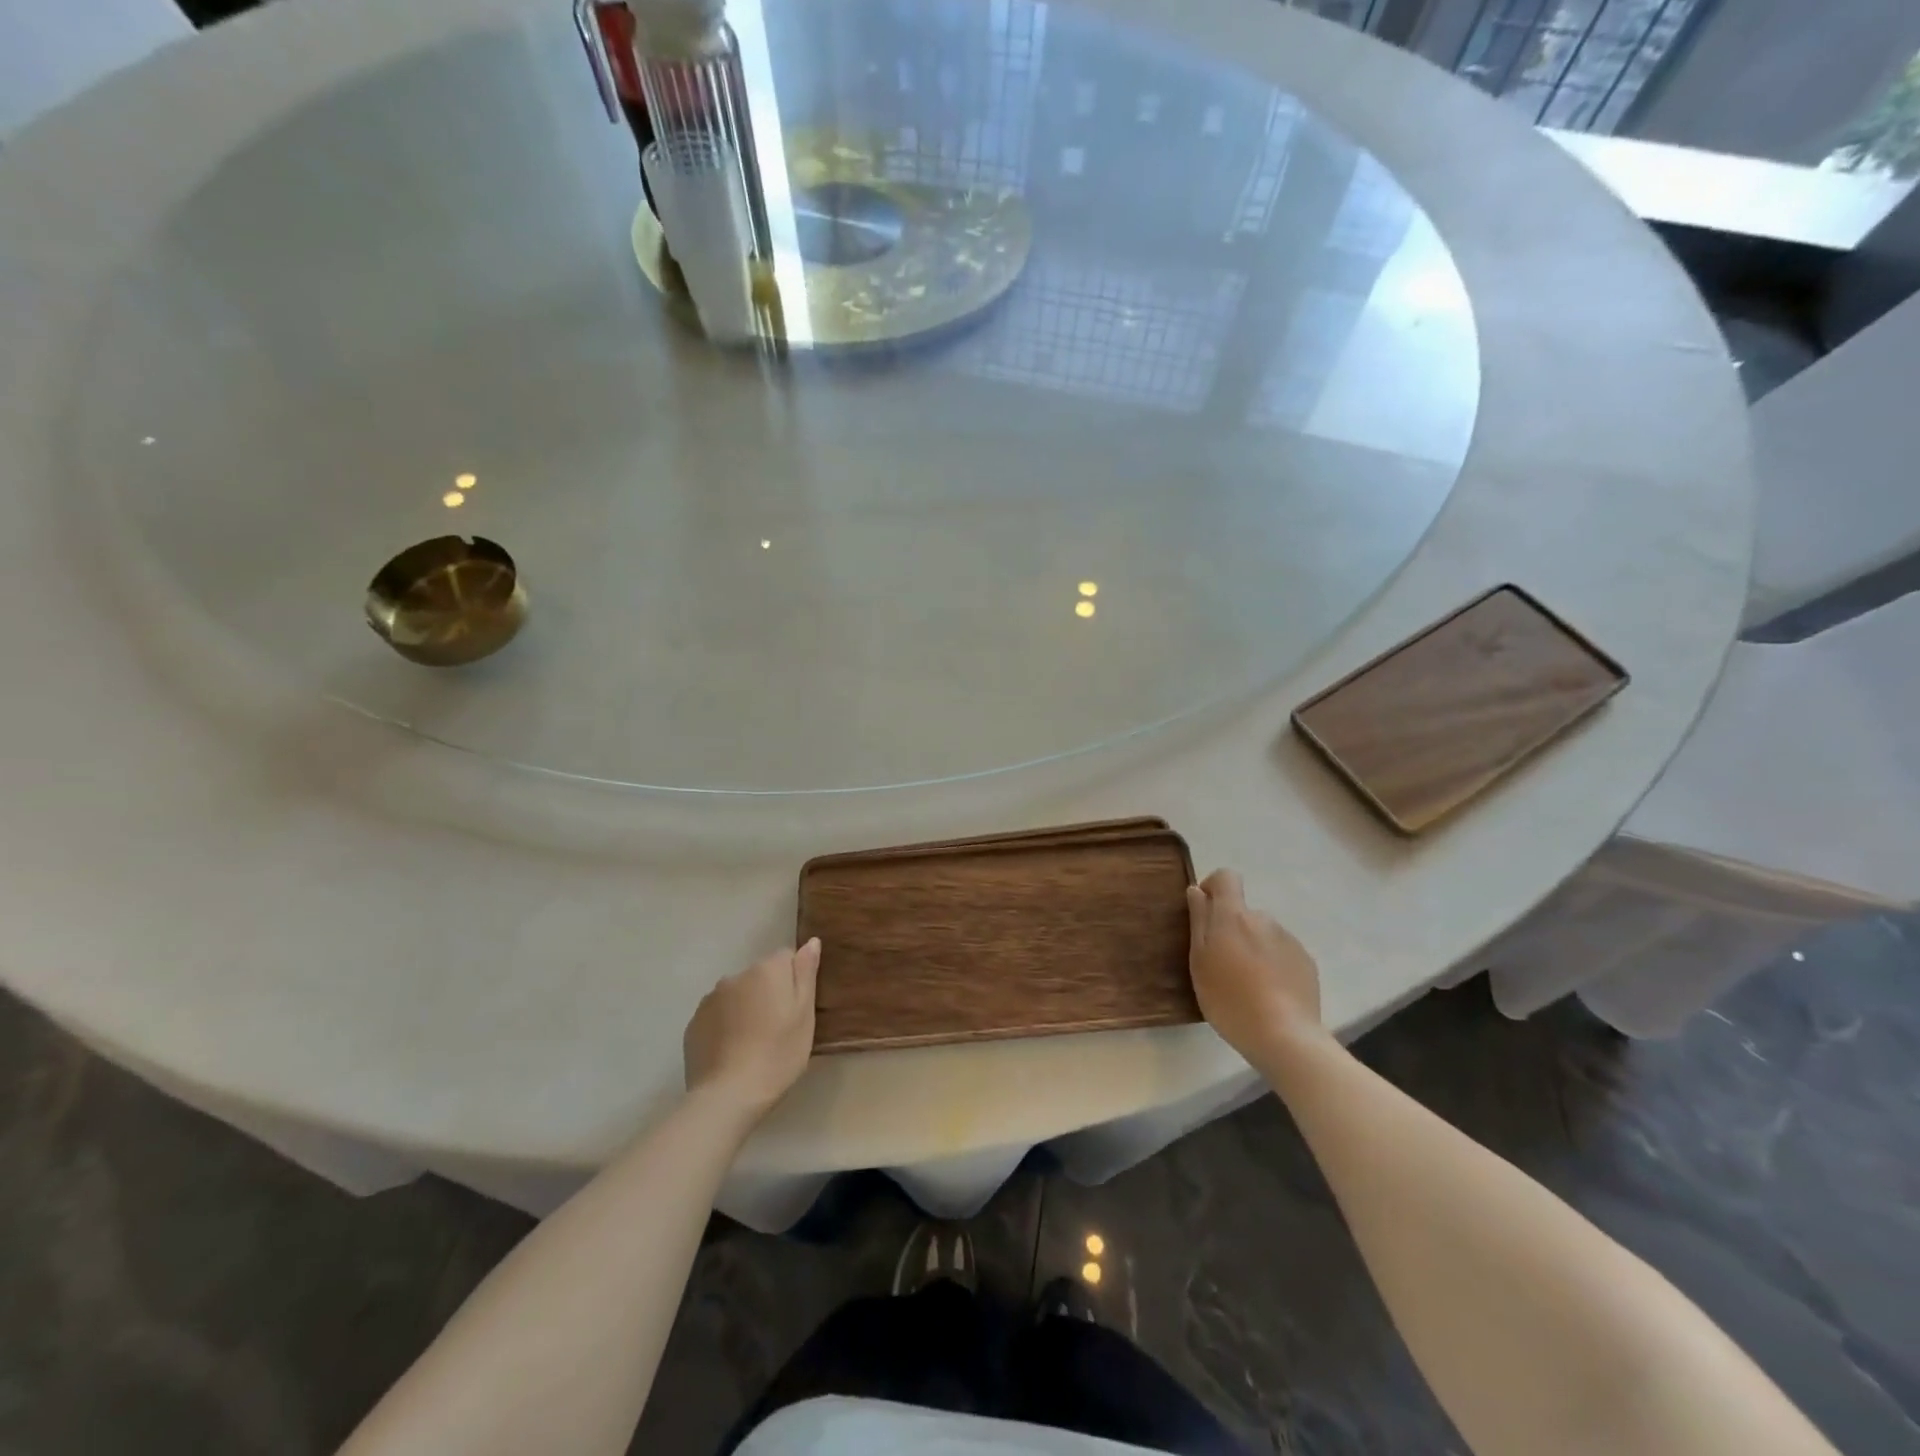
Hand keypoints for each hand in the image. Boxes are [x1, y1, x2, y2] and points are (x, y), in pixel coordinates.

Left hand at [683, 939, 819, 1118]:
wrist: (728, 1096)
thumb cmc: (778, 1054)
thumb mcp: (804, 1014)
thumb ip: (806, 973)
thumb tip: (811, 941)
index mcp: (767, 969)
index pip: (786, 958)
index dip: (794, 982)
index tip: (796, 1010)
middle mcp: (736, 975)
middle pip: (760, 976)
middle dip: (768, 993)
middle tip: (778, 1029)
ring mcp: (710, 999)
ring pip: (737, 995)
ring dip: (746, 1008)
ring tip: (753, 1043)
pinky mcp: (694, 1023)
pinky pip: (717, 1015)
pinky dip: (726, 1026)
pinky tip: (732, 1052)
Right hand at [1186, 869, 1325, 1063]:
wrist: (1284, 1036)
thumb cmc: (1229, 998)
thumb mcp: (1199, 961)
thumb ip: (1198, 921)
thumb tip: (1197, 891)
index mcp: (1234, 916)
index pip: (1227, 877)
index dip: (1213, 887)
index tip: (1204, 911)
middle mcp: (1264, 919)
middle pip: (1243, 912)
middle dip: (1231, 929)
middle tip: (1221, 965)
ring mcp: (1289, 940)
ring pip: (1263, 934)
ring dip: (1252, 948)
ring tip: (1246, 984)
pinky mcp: (1306, 962)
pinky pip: (1282, 953)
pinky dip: (1272, 964)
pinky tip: (1269, 994)